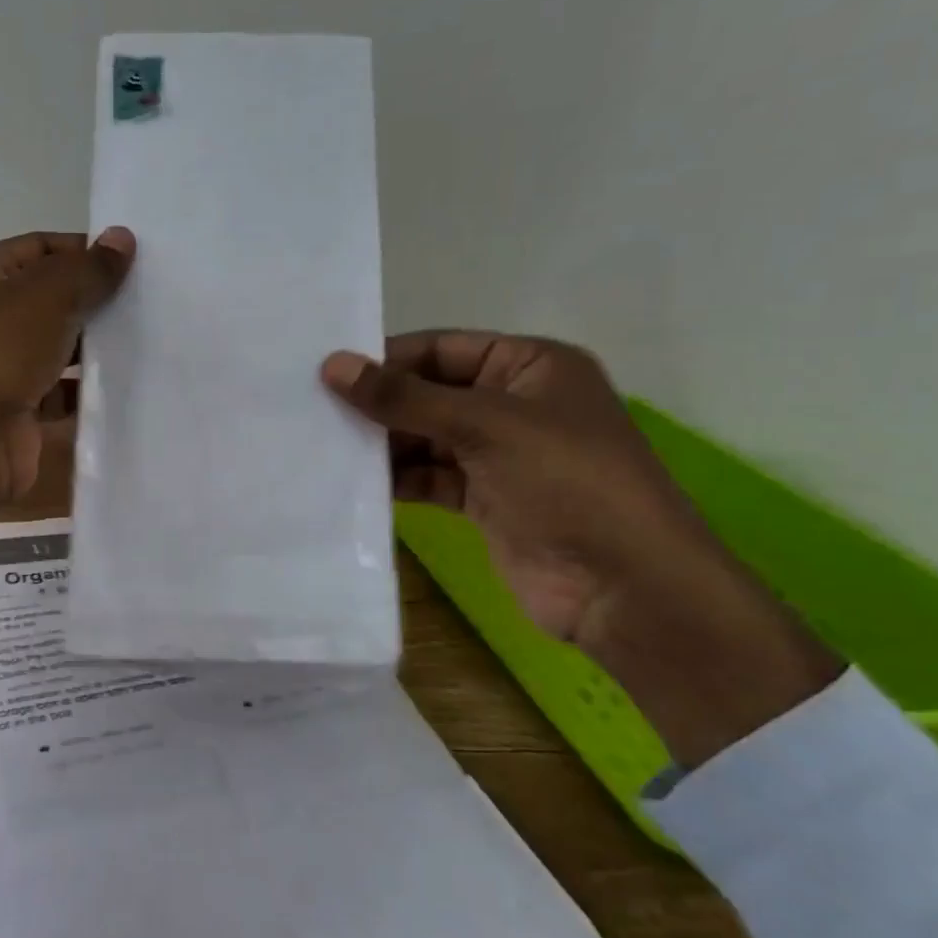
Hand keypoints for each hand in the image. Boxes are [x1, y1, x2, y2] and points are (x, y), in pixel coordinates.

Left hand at [0, 229, 134, 550]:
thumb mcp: (49, 295)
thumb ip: (89, 269)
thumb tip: (123, 238)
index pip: (40, 247)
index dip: (85, 252)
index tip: (134, 264)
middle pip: (49, 297)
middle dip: (94, 301)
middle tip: (147, 303)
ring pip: (56, 346)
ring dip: (93, 347)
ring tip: (144, 341)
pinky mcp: (15, 406)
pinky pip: (59, 390)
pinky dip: (85, 389)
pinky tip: (125, 384)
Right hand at [322, 332, 840, 766]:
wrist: (625, 588)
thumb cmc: (567, 482)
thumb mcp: (484, 425)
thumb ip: (404, 397)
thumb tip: (332, 365)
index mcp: (531, 367)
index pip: (442, 348)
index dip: (387, 359)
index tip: (326, 372)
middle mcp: (514, 405)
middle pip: (429, 393)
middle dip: (379, 404)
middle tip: (312, 410)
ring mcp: (499, 455)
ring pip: (424, 437)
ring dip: (382, 444)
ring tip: (323, 446)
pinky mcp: (485, 500)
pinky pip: (429, 477)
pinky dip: (397, 479)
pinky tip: (354, 484)